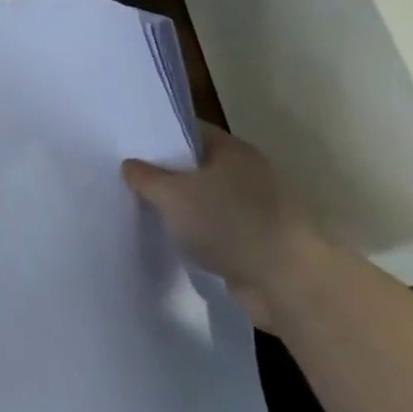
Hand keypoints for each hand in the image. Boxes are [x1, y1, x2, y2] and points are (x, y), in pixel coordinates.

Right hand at [121, 124, 324, 329]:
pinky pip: (215, 225)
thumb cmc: (227, 223)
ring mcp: (255, 206)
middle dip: (165, 172)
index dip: (159, 135)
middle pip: (197, 164)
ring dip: (180, 204)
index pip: (190, 131)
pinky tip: (172, 237)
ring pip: (206, 197)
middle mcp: (248, 171)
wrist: (284, 280)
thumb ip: (146, 177)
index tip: (129, 145)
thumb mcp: (172, 195)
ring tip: (143, 208)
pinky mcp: (256, 237)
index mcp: (233, 150)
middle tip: (127, 178)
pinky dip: (196, 229)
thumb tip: (130, 165)